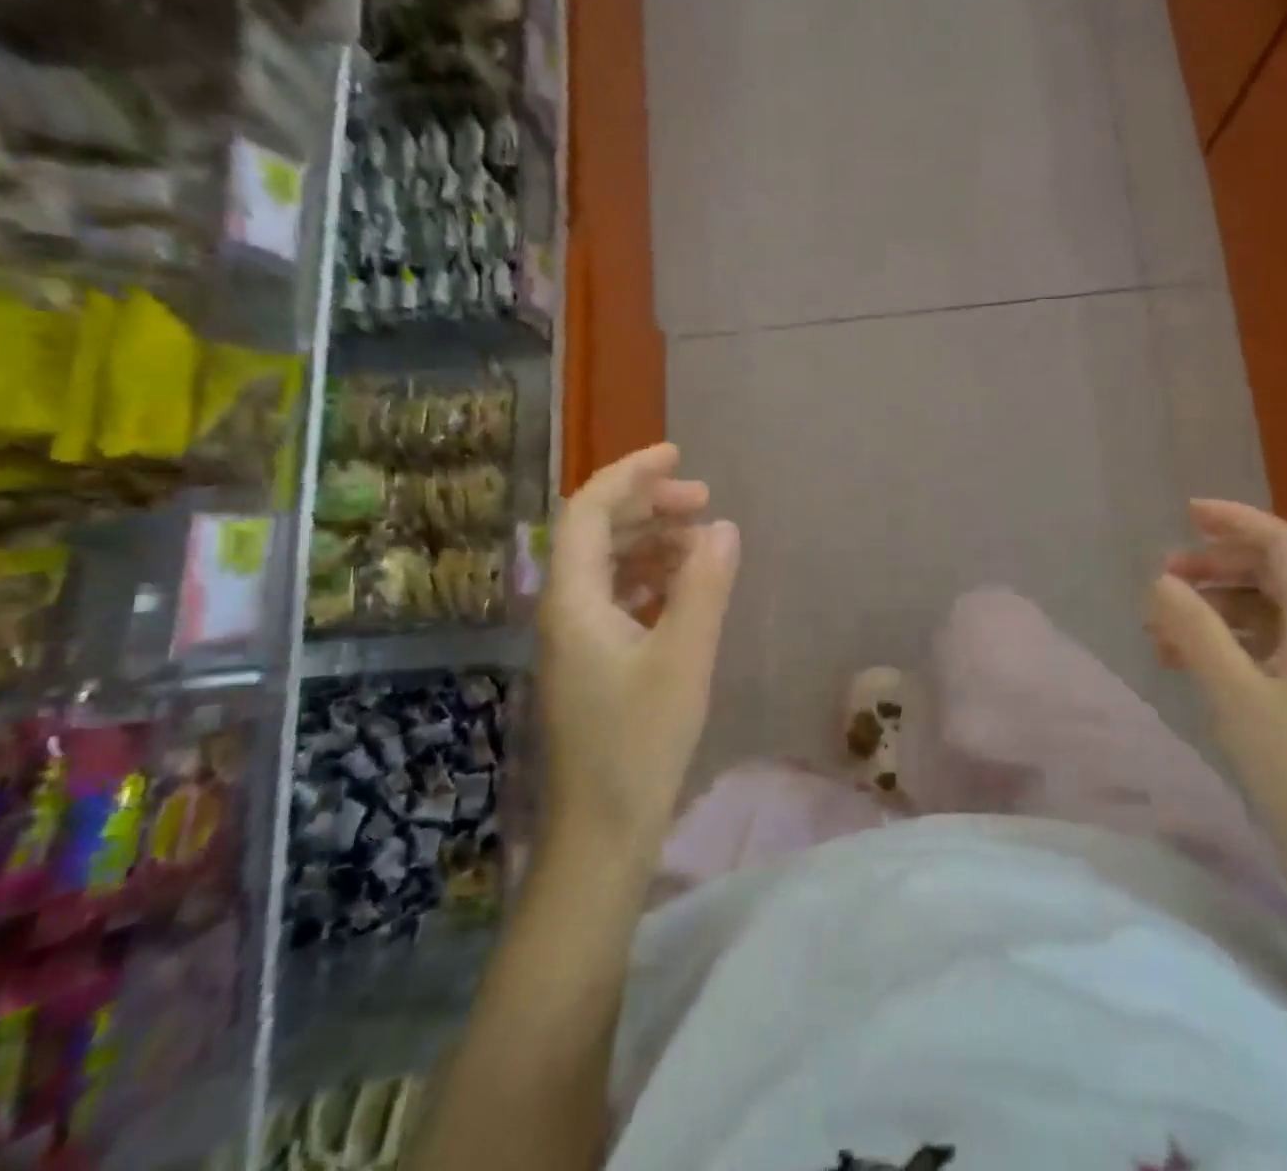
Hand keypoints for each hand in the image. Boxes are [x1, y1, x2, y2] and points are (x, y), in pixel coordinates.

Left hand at [539, 443, 739, 857]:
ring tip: (703, 542)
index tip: (678, 454)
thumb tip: (723, 526)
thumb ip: (704, 586)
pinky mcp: (592, 660)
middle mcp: (564, 608)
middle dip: (649, 505)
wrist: (602, 832)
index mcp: (573, 600)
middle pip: (599, 531)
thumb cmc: (639, 744)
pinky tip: (686, 587)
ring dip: (653, 541)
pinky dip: (652, 578)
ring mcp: (575, 636)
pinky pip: (618, 596)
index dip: (631, 473)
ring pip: (610, 564)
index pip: (590, 510)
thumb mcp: (684, 659)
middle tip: (705, 500)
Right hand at [1146, 500, 1286, 926]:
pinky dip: (1226, 640)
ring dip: (1217, 605)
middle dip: (1221, 563)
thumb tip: (1161, 580)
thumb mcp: (1234, 695)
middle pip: (1280, 575)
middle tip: (1166, 572)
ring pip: (1270, 613)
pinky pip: (1267, 648)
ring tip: (1163, 622)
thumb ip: (1195, 630)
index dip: (1242, 522)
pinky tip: (1187, 660)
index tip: (1188, 513)